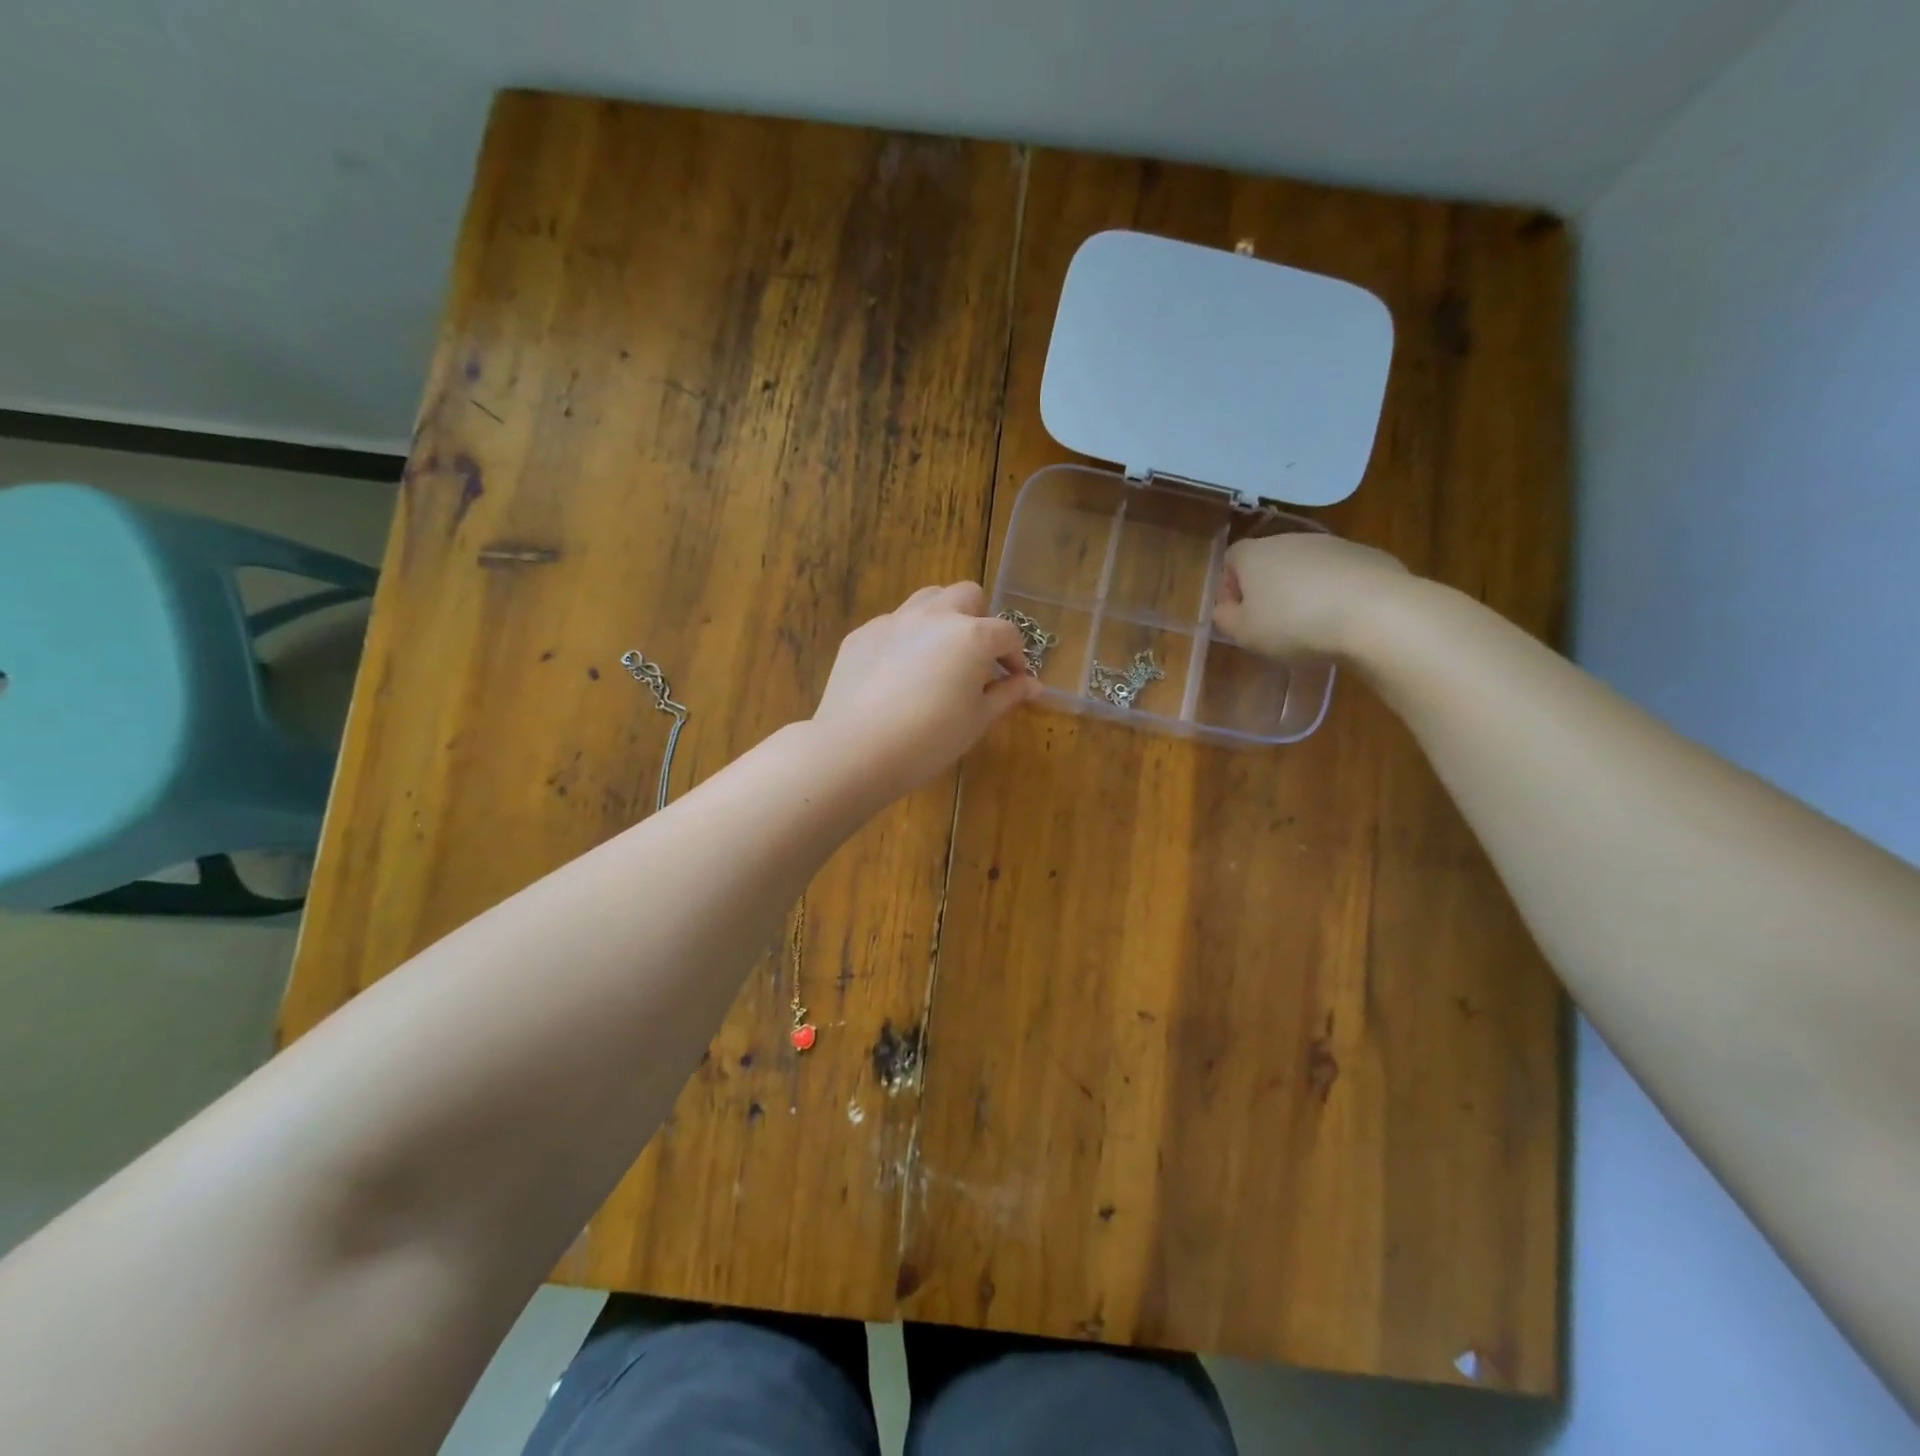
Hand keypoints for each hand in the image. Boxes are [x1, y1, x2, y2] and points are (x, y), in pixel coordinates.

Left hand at [812, 582, 1039, 799]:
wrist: (856, 750)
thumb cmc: (929, 739)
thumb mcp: (977, 720)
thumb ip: (1007, 695)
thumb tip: (1033, 685)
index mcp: (971, 636)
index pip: (1007, 633)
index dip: (1016, 657)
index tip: (1013, 681)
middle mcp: (934, 616)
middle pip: (967, 595)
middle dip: (980, 619)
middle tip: (977, 658)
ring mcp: (894, 621)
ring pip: (928, 599)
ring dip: (943, 618)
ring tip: (940, 656)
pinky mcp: (862, 634)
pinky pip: (894, 625)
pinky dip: (907, 639)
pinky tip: (899, 675)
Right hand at [1212, 532, 1408, 658]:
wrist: (1376, 613)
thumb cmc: (1295, 623)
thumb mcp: (1245, 633)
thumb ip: (1226, 619)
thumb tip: (1224, 609)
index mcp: (1255, 554)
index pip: (1230, 559)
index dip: (1229, 588)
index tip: (1238, 616)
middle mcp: (1291, 540)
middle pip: (1270, 561)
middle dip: (1267, 590)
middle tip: (1273, 625)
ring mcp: (1333, 544)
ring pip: (1306, 567)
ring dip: (1303, 591)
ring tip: (1312, 626)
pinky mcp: (1369, 556)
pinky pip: (1340, 575)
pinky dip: (1336, 593)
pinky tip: (1344, 620)